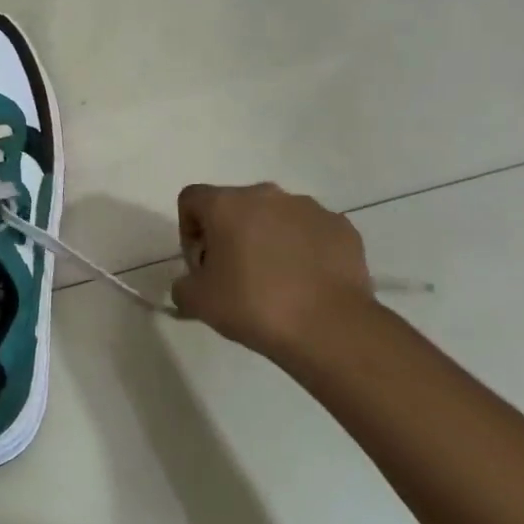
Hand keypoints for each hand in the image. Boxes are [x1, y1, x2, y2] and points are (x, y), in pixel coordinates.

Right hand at [171, 183, 375, 363]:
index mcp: (226, 204)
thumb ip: (182, 286)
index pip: (192, 199)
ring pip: (275, 217)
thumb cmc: (253, 305)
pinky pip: (310, 232)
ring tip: (275, 281)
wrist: (330, 328)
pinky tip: (306, 283)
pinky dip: (302, 249)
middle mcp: (266, 195)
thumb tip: (191, 284)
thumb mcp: (198, 302)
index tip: (201, 265)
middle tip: (234, 276)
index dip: (188, 230)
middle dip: (229, 235)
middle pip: (235, 206)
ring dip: (267, 239)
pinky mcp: (341, 227)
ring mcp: (309, 208)